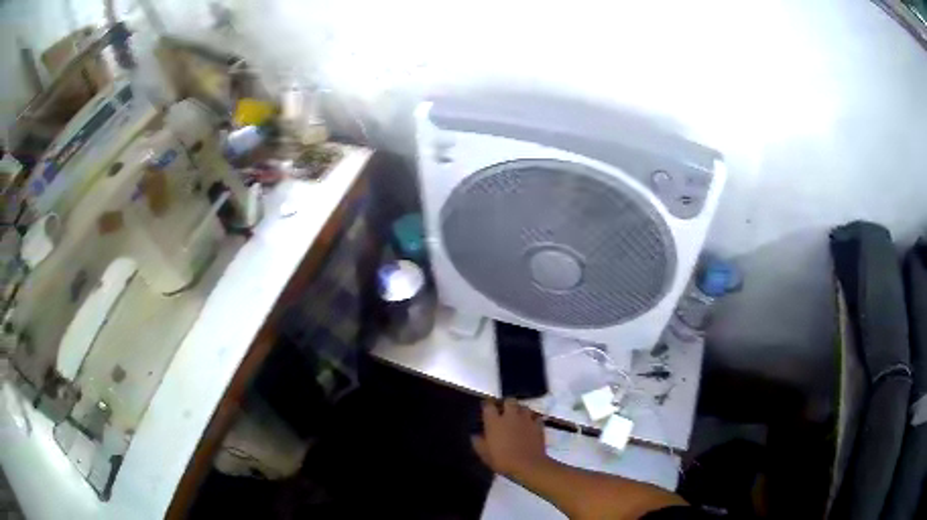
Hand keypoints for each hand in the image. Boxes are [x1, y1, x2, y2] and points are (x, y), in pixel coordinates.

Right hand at [471, 399, 548, 477]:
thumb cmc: (503, 460)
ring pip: (524, 407)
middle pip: (509, 401)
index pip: (488, 405)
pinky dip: (533, 419)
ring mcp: (526, 419)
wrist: (528, 465)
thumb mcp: (484, 454)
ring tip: (518, 417)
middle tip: (504, 412)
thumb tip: (475, 435)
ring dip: (520, 411)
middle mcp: (510, 416)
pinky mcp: (538, 425)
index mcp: (494, 422)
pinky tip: (530, 424)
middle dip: (506, 404)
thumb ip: (478, 443)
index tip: (486, 408)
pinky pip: (536, 417)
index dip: (487, 405)